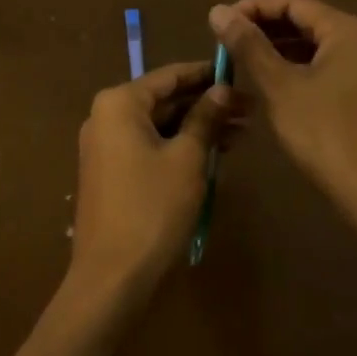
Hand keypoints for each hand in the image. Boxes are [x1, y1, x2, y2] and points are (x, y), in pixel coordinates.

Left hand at [68, 62, 241, 301]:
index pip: (171, 76)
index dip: (207, 74)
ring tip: (242, 133)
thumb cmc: (151, 209)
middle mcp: (106, 116)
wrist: (110, 281)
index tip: (241, 74)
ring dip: (198, 128)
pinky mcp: (112, 173)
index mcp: (120, 103)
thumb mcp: (187, 158)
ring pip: (161, 125)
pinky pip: (150, 146)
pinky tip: (214, 154)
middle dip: (207, 105)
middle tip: (250, 110)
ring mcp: (106, 146)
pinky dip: (180, 147)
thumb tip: (222, 88)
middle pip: (166, 100)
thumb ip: (205, 118)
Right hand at [208, 0, 356, 221]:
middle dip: (263, 28)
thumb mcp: (280, 86)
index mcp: (344, 29)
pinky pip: (319, 67)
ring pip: (310, 46)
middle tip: (224, 42)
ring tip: (239, 61)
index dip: (253, 7)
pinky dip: (291, 69)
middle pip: (303, 20)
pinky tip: (266, 85)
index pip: (292, 2)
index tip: (220, 22)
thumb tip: (218, 9)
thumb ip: (249, 45)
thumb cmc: (326, 133)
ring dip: (275, 49)